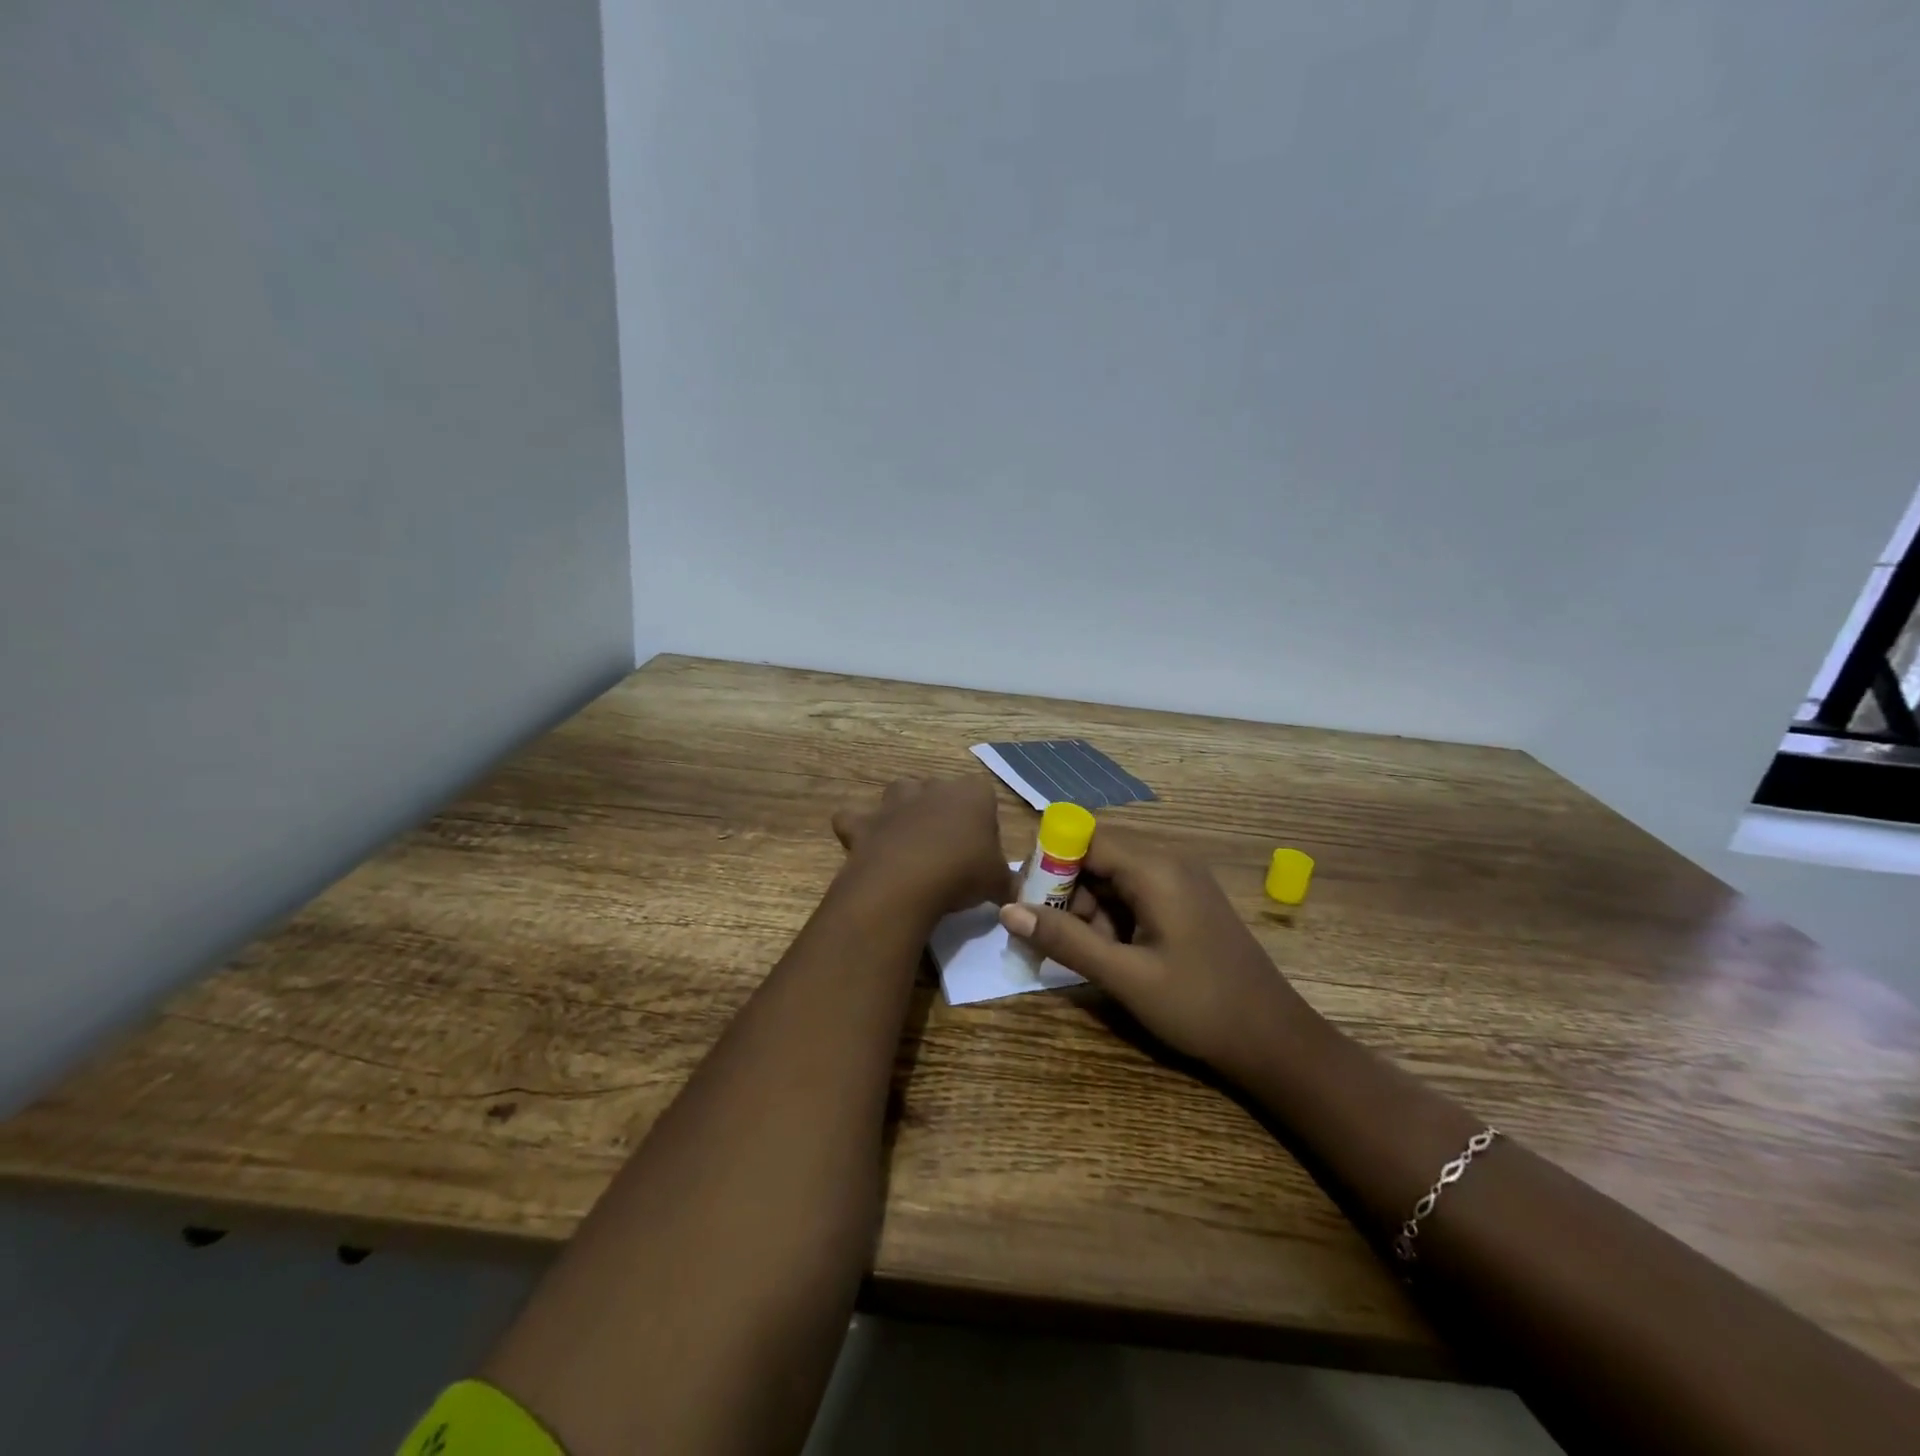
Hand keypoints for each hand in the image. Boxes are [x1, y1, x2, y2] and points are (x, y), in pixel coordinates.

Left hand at [832, 775, 1017, 918]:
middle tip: (948, 849)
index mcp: (972, 794)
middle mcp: (932, 788)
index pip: (983, 794)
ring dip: (902, 811)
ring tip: (909, 843)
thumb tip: (1015, 895)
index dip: (983, 819)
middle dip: (942, 812)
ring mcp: (894, 802)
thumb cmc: (963, 873)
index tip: (982, 847)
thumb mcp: (997, 883)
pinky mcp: (864, 822)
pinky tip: (867, 849)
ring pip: (899, 793)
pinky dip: (858, 830)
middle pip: (940, 791)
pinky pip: (855, 819)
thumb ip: (1007, 884)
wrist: (907, 883)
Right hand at [999, 828, 1309, 1078]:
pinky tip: (1105, 954)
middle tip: (1043, 935)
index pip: (1084, 838)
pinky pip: (1133, 894)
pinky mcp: (1184, 902)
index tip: (1023, 901)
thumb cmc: (1199, 1006)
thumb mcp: (1125, 976)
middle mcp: (1167, 861)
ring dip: (1085, 909)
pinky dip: (1110, 918)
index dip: (1048, 862)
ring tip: (1073, 952)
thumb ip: (1065, 940)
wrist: (1274, 1040)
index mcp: (1155, 868)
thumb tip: (1007, 910)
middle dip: (1064, 891)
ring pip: (1112, 877)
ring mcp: (1179, 881)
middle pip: (1096, 856)